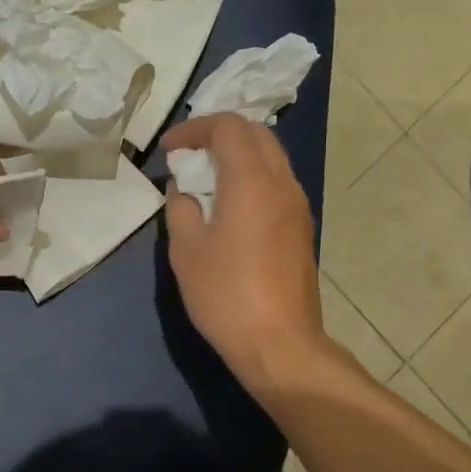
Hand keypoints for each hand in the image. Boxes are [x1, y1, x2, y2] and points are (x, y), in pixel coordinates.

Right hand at [163, 113, 325, 388]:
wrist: (280, 344)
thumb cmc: (226, 295)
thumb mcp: (186, 250)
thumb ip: (181, 207)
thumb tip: (184, 189)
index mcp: (252, 181)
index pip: (228, 127)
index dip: (194, 129)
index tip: (168, 149)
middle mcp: (282, 183)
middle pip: (256, 134)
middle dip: (219, 134)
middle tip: (188, 155)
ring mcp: (297, 205)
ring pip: (271, 157)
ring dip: (238, 155)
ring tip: (205, 179)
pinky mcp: (302, 228)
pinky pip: (277, 182)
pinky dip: (251, 177)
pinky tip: (229, 205)